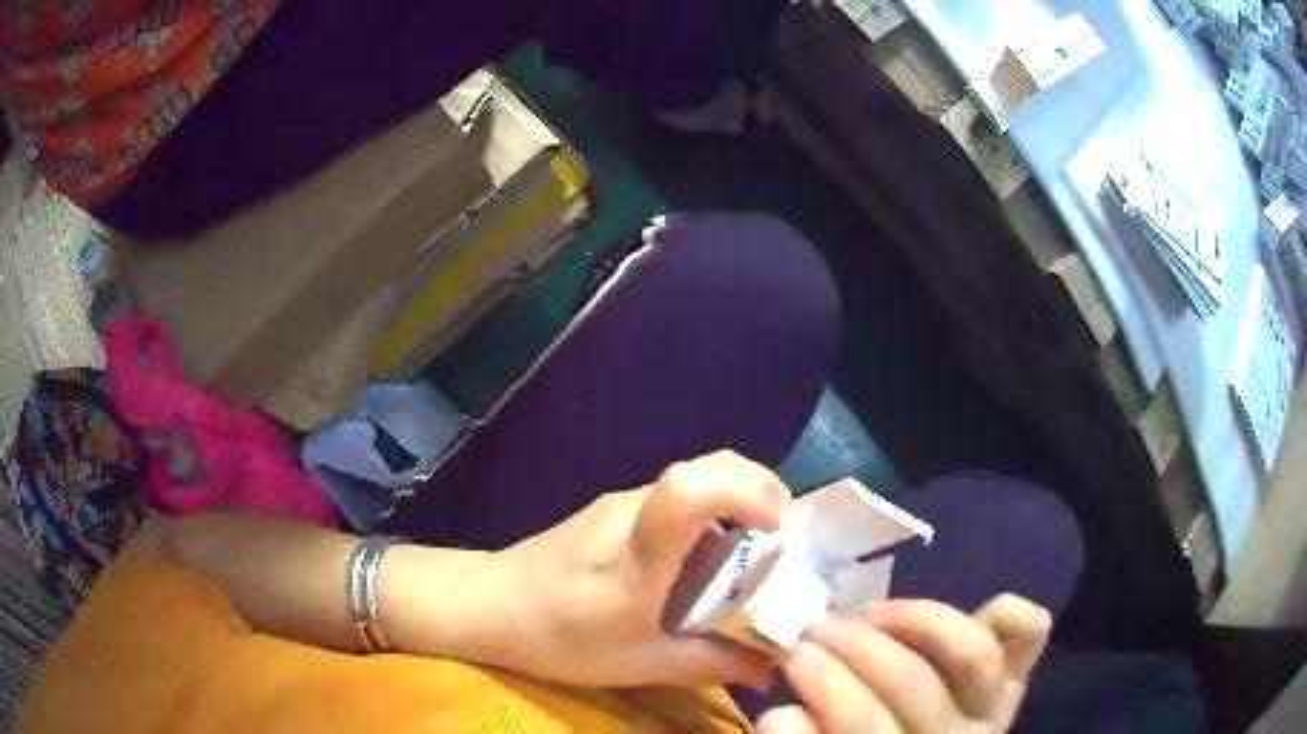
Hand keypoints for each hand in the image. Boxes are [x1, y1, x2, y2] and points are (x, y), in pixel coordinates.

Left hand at [488, 450, 791, 689]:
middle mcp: (632, 512)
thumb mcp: (638, 664)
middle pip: (706, 468)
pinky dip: (708, 518)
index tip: (780, 528)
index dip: (747, 492)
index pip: (689, 490)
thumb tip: (770, 667)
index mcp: (638, 555)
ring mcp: (620, 503)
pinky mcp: (613, 508)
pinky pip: (674, 499)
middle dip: (761, 491)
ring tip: (751, 560)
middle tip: (782, 542)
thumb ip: (710, 664)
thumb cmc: (559, 639)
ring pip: (695, 481)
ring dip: (736, 506)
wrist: (488, 604)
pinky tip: (702, 565)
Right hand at [758, 596, 1050, 733]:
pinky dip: (1004, 613)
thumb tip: (780, 715)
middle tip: (815, 631)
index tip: (787, 675)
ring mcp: (993, 703)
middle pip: (915, 691)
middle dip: (859, 654)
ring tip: (871, 613)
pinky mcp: (1015, 672)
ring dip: (919, 624)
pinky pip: (1028, 635)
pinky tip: (968, 610)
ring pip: (973, 656)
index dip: (828, 706)